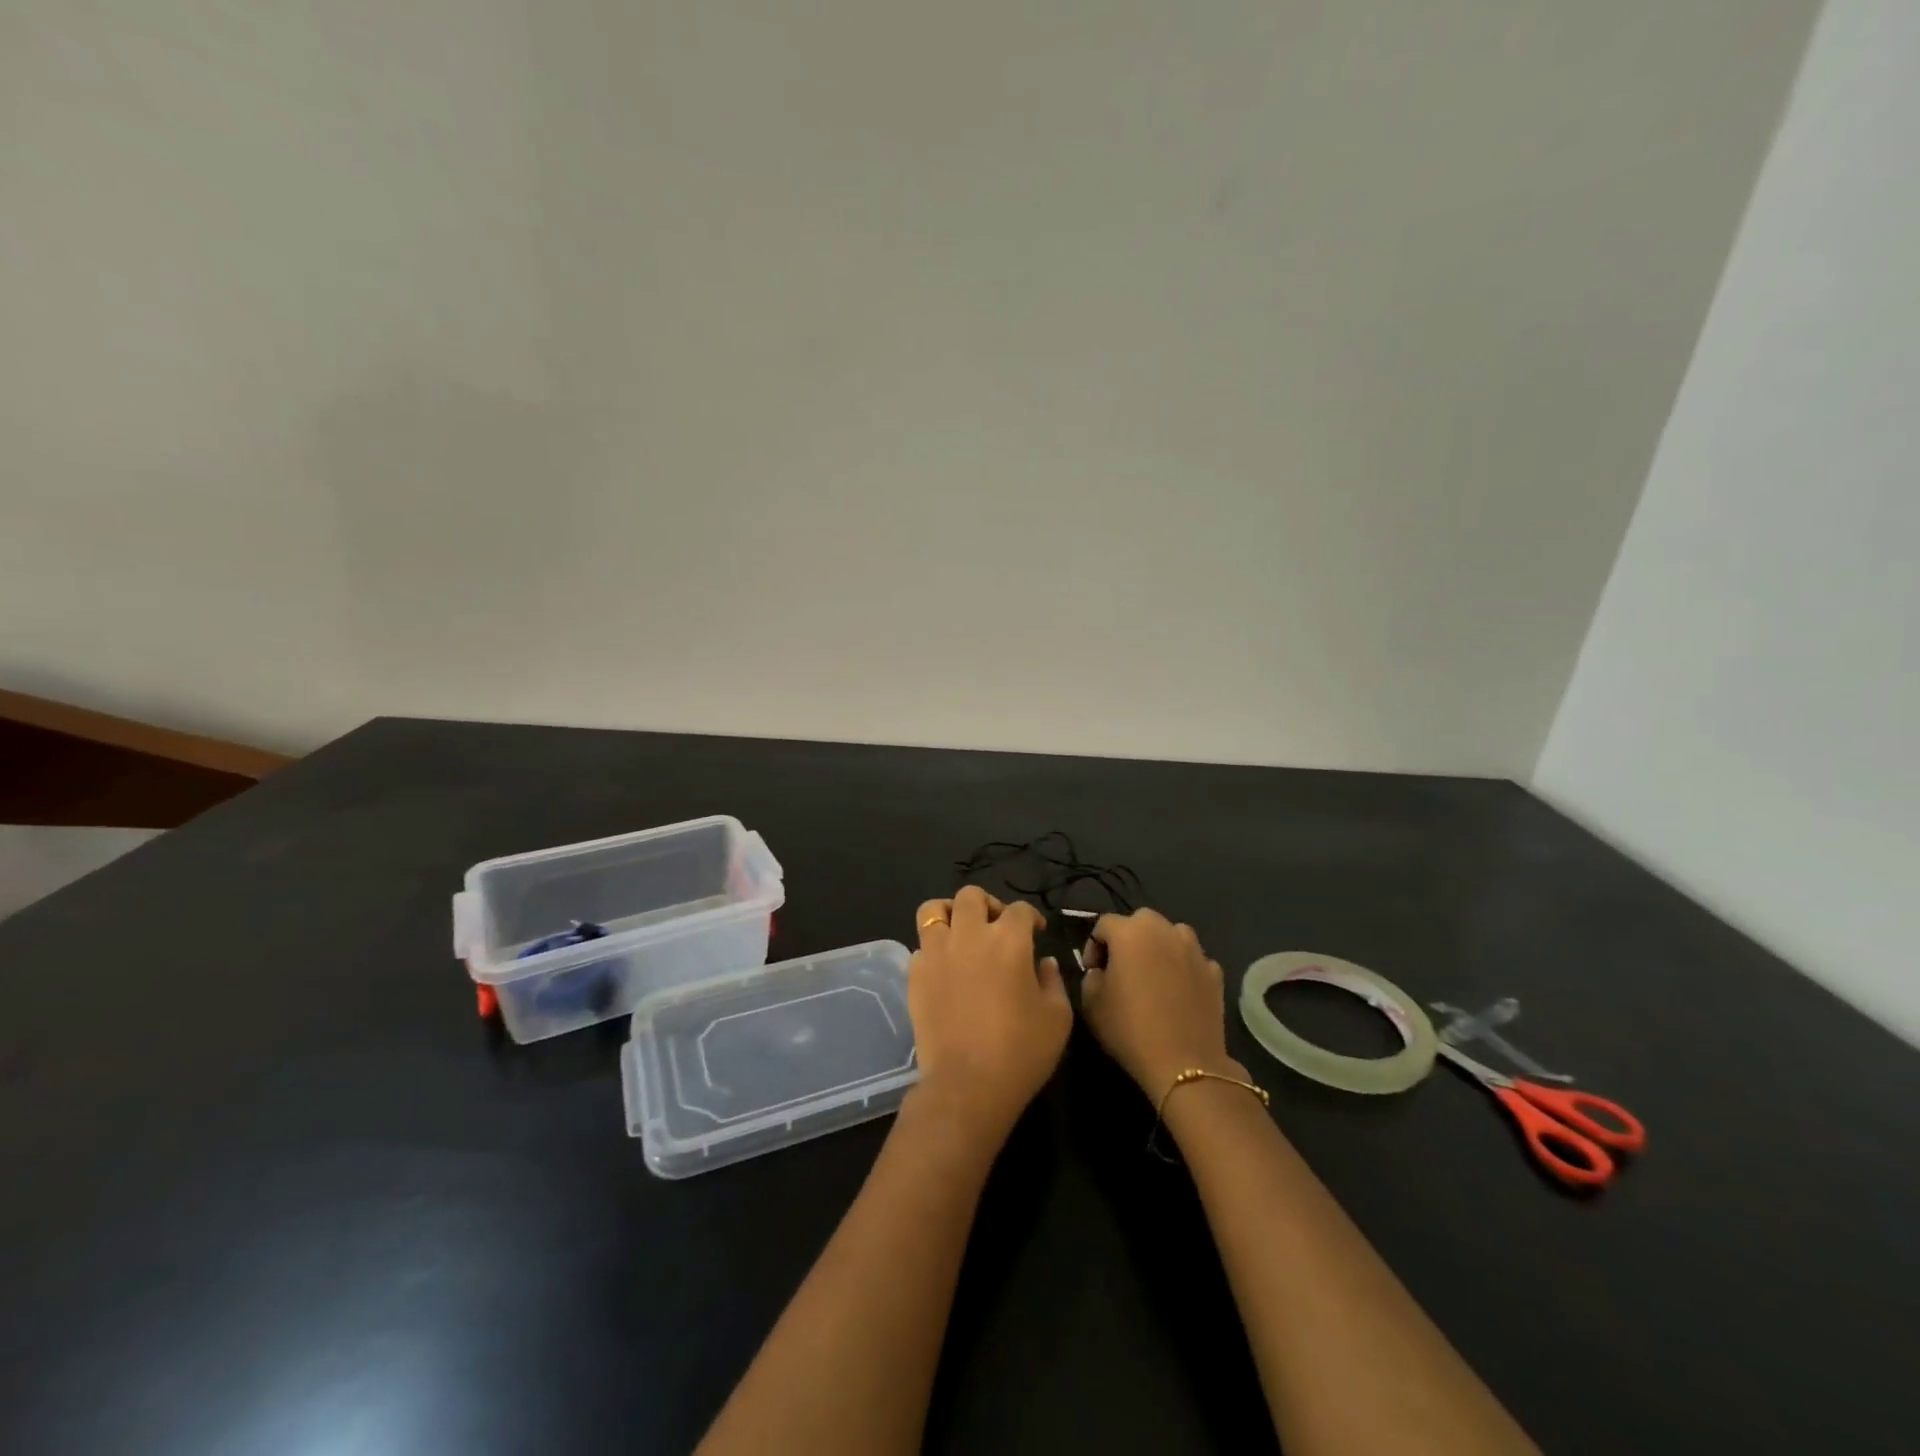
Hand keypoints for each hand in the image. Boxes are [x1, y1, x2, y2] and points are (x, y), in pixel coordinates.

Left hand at [906, 886, 1070, 1146]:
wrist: (967, 1085)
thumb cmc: (1021, 1052)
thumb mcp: (1057, 1018)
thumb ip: (1053, 981)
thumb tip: (1044, 962)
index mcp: (1009, 940)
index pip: (1020, 909)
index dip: (1031, 918)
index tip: (1036, 933)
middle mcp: (970, 935)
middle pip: (971, 896)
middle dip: (988, 904)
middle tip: (997, 928)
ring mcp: (937, 952)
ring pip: (934, 910)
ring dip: (950, 914)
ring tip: (960, 933)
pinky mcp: (914, 974)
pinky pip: (920, 946)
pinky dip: (933, 949)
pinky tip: (945, 968)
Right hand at [1081, 908, 1244, 1100]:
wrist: (1184, 1063)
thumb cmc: (1130, 1029)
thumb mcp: (1091, 1002)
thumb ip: (1091, 976)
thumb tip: (1101, 971)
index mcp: (1129, 933)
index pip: (1103, 924)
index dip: (1093, 946)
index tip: (1093, 972)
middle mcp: (1164, 931)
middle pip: (1141, 920)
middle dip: (1128, 938)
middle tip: (1122, 968)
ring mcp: (1193, 950)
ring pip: (1171, 934)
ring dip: (1159, 946)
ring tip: (1153, 975)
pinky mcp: (1214, 972)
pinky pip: (1193, 959)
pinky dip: (1183, 967)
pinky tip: (1178, 991)